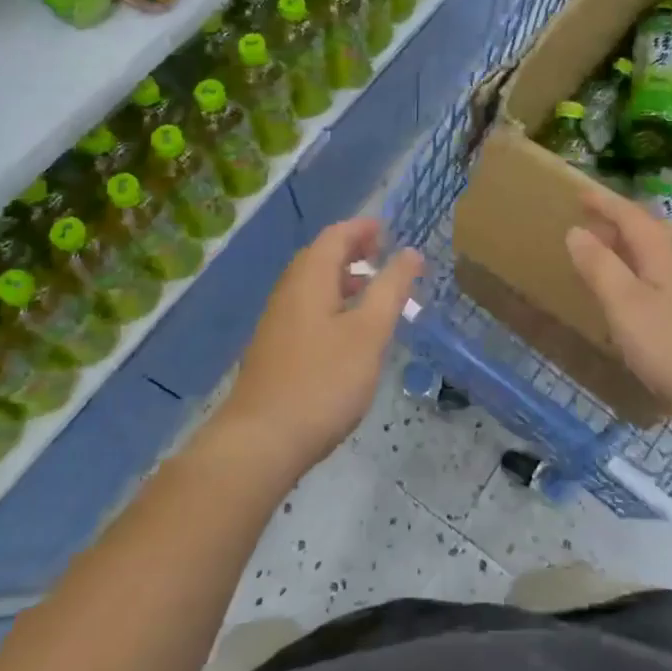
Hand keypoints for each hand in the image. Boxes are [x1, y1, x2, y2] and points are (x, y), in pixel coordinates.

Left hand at [219, 218, 421, 472]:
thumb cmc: (322, 381)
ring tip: (373, 292)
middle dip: (353, 250)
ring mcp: (278, 322)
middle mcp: (289, 291)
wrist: (260, 442)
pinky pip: (308, 309)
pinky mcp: (275, 349)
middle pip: (320, 256)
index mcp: (309, 278)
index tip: (389, 230)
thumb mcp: (368, 333)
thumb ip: (391, 289)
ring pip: (313, 285)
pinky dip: (332, 303)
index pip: (335, 235)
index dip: (362, 228)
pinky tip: (349, 333)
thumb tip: (411, 252)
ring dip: (343, 279)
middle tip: (384, 256)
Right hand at [565, 188, 671, 432]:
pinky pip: (651, 280)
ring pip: (648, 257)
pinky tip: (622, 296)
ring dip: (622, 248)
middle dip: (614, 221)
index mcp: (660, 257)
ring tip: (597, 252)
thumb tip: (576, 231)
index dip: (605, 203)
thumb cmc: (671, 345)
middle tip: (585, 218)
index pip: (630, 217)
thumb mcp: (625, 303)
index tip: (579, 192)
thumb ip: (599, 266)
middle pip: (644, 233)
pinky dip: (629, 273)